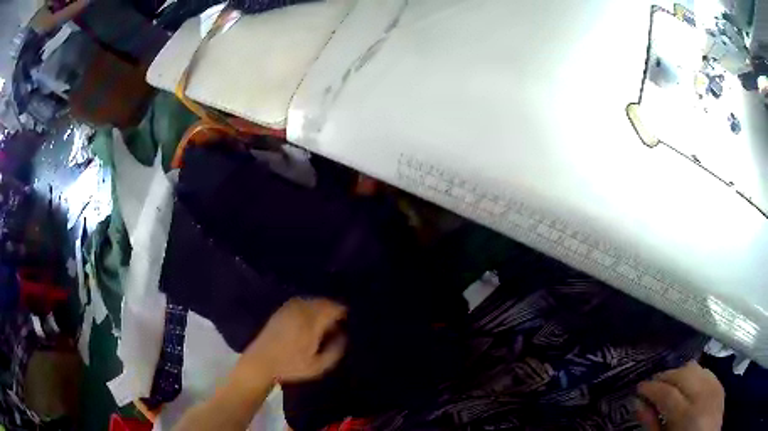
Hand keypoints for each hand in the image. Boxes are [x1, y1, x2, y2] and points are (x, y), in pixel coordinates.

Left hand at [242, 297, 347, 382]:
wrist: (260, 362)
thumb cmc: (290, 366)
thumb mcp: (318, 366)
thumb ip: (335, 350)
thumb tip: (344, 335)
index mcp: (311, 321)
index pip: (333, 308)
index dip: (343, 313)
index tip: (349, 322)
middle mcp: (300, 309)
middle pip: (323, 302)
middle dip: (333, 310)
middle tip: (339, 324)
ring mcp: (289, 308)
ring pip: (312, 301)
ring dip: (321, 308)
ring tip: (326, 324)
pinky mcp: (281, 310)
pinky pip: (301, 303)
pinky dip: (310, 308)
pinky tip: (310, 322)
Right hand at [636, 361, 724, 430]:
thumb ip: (652, 424)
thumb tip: (638, 404)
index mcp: (686, 414)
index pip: (666, 392)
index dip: (651, 388)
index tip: (639, 388)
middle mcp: (702, 393)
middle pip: (682, 374)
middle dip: (664, 375)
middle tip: (652, 383)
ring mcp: (714, 384)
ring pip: (695, 367)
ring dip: (679, 372)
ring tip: (668, 381)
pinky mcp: (719, 380)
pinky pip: (704, 369)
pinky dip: (693, 372)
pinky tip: (687, 382)